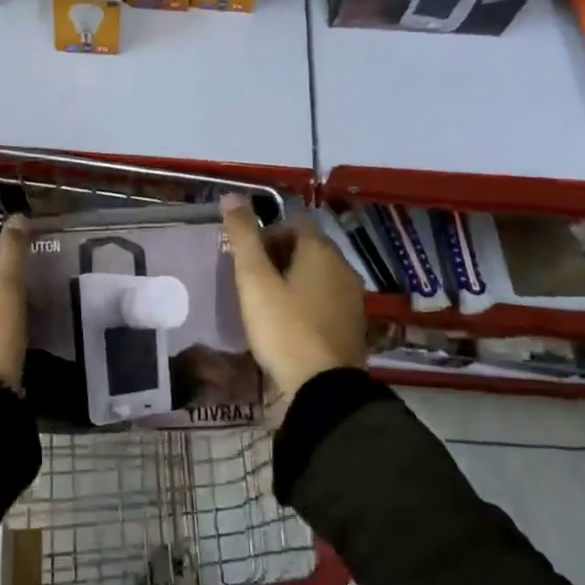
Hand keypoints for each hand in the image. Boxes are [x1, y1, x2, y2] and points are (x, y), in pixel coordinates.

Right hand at [220, 195, 365, 415]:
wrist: (323, 388)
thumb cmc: (284, 327)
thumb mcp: (254, 280)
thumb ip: (243, 237)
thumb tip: (231, 196)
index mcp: (321, 251)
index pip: (295, 223)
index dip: (268, 233)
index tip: (248, 258)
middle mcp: (343, 268)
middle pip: (308, 247)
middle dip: (279, 256)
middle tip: (252, 280)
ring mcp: (352, 298)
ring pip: (318, 275)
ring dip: (292, 280)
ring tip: (266, 302)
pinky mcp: (352, 325)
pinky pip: (325, 299)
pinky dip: (306, 301)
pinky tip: (288, 323)